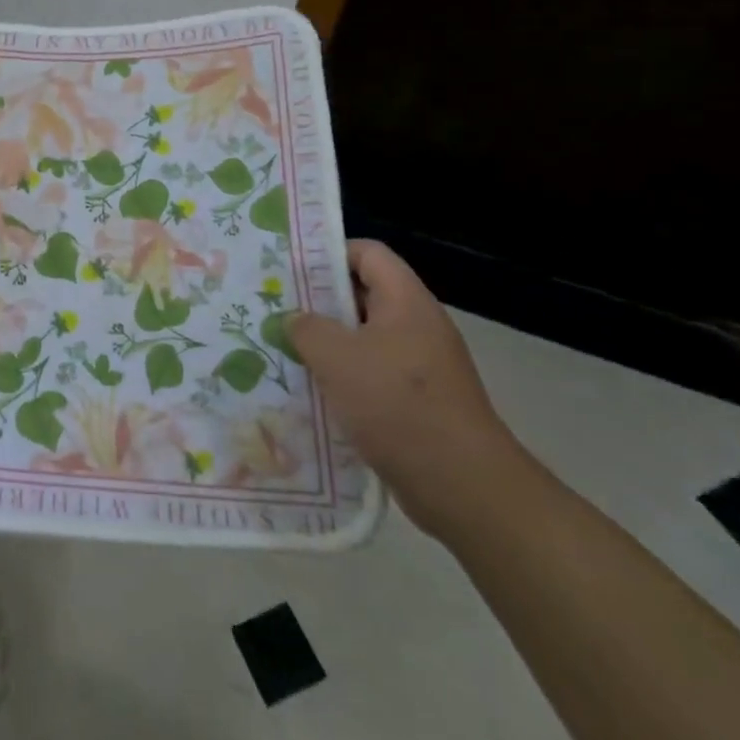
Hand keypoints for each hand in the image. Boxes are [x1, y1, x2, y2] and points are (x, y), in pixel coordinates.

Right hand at [289, 240, 532, 540]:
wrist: (463, 487)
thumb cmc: (398, 405)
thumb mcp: (337, 357)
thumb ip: (307, 328)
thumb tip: (296, 320)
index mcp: (406, 302)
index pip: (368, 253)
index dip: (329, 253)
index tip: (290, 269)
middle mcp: (418, 327)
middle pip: (364, 295)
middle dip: (319, 302)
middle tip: (276, 309)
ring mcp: (421, 367)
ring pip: (365, 339)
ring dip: (328, 344)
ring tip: (284, 350)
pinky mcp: (418, 403)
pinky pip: (373, 376)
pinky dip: (343, 379)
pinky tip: (311, 392)